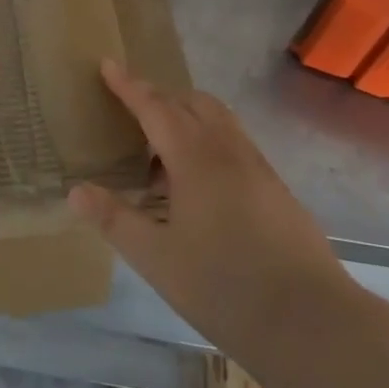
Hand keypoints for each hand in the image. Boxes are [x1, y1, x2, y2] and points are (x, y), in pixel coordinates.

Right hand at [69, 61, 357, 359]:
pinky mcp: (276, 188)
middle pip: (190, 103)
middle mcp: (228, 150)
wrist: (313, 323)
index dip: (128, 85)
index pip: (154, 107)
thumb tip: (76, 191)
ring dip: (187, 118)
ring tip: (162, 154)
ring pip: (218, 120)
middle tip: (131, 115)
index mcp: (195, 157)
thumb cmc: (224, 287)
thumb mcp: (156, 258)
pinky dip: (208, 141)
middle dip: (159, 98)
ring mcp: (258, 167)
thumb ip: (115, 219)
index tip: (107, 64)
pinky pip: (234, 143)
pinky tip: (199, 186)